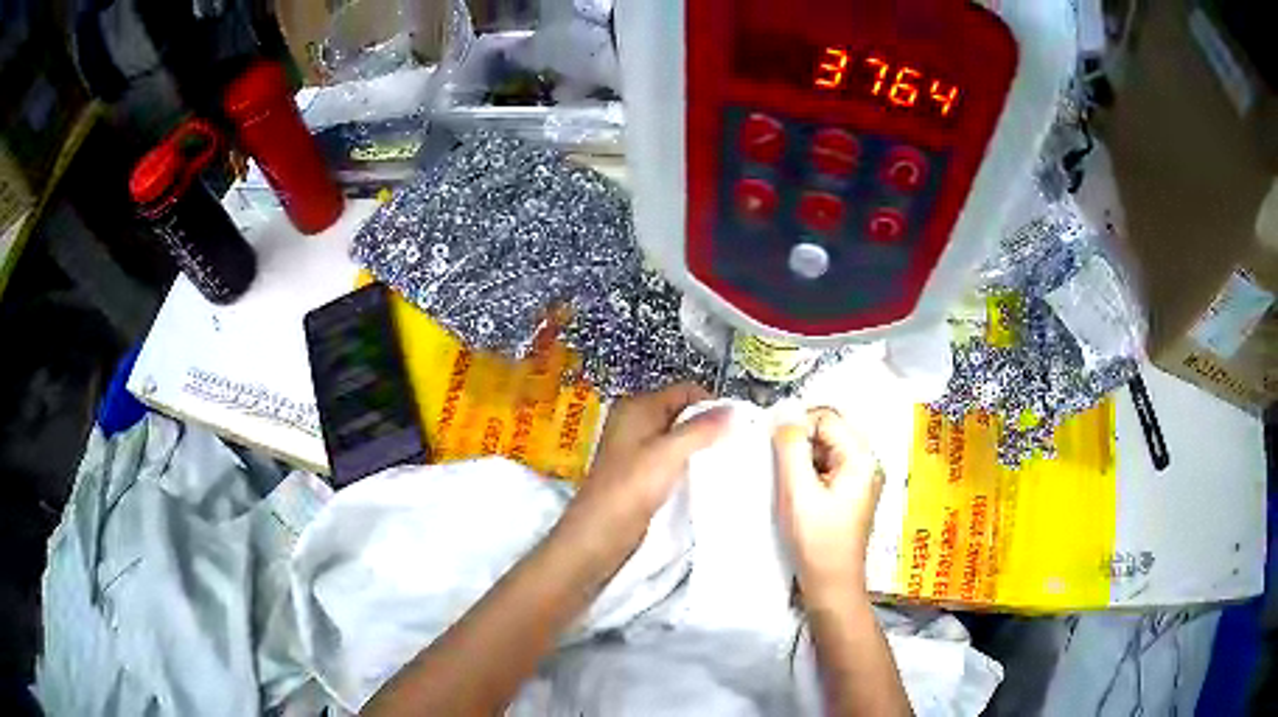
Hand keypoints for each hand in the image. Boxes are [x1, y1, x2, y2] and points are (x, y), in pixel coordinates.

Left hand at [562, 383, 729, 558]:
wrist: (599, 534)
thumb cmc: (631, 487)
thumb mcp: (669, 453)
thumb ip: (703, 429)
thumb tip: (737, 410)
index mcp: (638, 407)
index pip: (686, 391)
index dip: (713, 404)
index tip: (739, 427)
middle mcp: (637, 422)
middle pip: (683, 414)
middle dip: (710, 427)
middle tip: (737, 446)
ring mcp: (637, 449)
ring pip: (679, 439)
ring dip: (701, 449)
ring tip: (726, 463)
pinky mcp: (640, 474)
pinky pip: (672, 460)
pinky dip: (689, 465)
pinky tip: (706, 479)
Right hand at [774, 408, 883, 601]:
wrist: (831, 583)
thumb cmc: (817, 540)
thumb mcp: (798, 491)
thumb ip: (791, 448)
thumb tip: (784, 412)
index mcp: (861, 457)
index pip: (826, 418)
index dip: (798, 427)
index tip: (775, 451)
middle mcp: (867, 461)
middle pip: (828, 430)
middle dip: (800, 442)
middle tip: (780, 468)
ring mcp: (861, 477)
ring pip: (826, 447)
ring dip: (803, 457)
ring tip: (789, 484)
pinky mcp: (851, 491)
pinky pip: (828, 465)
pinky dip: (809, 471)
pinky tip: (798, 491)